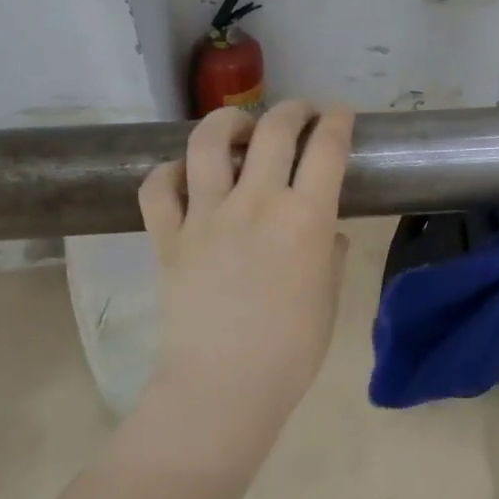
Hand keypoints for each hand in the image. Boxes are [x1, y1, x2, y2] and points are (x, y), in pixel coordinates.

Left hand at [138, 101, 353, 418]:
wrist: (224, 387)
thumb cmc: (292, 350)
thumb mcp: (330, 298)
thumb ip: (332, 256)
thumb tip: (328, 234)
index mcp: (307, 218)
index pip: (327, 149)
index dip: (337, 122)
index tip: (340, 115)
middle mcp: (257, 203)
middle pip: (274, 130)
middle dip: (293, 110)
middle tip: (301, 114)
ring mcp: (206, 216)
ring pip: (209, 143)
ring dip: (228, 122)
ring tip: (240, 127)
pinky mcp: (168, 237)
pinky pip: (158, 187)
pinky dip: (169, 172)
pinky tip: (184, 175)